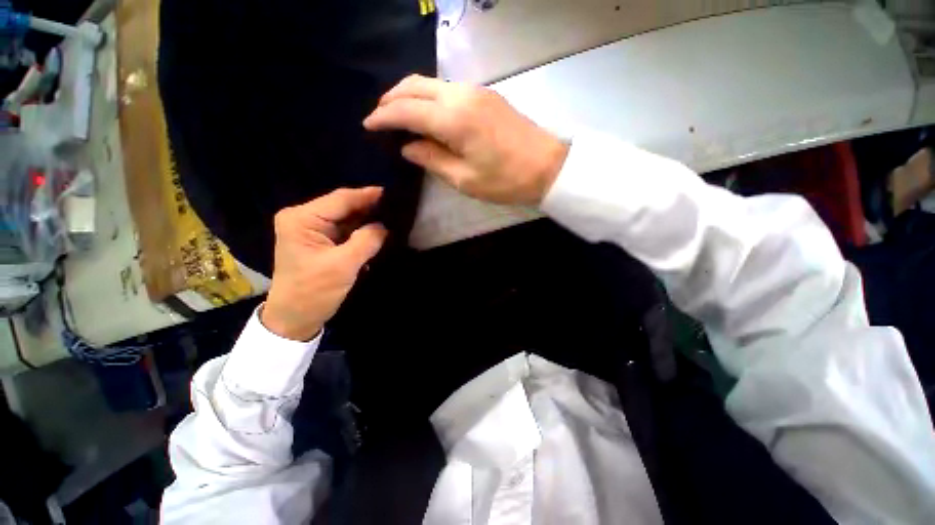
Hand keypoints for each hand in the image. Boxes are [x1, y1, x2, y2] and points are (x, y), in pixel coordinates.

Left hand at [261, 188, 387, 340]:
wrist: (295, 318)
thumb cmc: (313, 292)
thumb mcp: (343, 266)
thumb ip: (367, 241)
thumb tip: (385, 226)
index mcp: (302, 219)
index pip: (341, 199)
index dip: (368, 195)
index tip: (393, 193)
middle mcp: (305, 218)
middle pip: (344, 207)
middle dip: (370, 209)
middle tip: (397, 207)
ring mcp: (312, 230)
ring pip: (347, 219)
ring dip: (368, 221)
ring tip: (393, 218)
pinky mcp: (321, 242)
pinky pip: (346, 231)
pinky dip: (362, 233)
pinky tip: (379, 233)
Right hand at [363, 75, 568, 205]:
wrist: (547, 166)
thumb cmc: (505, 180)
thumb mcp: (465, 179)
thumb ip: (432, 159)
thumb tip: (408, 147)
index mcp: (454, 120)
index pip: (407, 110)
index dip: (383, 117)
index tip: (367, 125)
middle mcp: (461, 96)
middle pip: (415, 86)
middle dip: (391, 99)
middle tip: (378, 116)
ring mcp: (475, 91)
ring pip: (430, 83)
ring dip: (409, 94)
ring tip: (397, 113)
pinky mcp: (485, 94)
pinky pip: (446, 88)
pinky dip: (428, 96)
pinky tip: (425, 111)